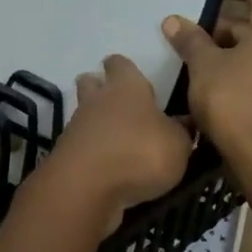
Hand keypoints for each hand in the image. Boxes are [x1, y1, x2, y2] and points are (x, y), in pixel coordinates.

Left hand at [40, 55, 192, 229]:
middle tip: (121, 104)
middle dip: (101, 88)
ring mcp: (77, 127)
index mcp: (126, 86)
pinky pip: (81, 145)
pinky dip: (92, 152)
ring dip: (97, 124)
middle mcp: (98, 100)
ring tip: (120, 141)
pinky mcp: (67, 154)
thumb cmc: (139, 152)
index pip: (120, 64)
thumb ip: (182, 131)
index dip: (125, 68)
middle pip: (92, 83)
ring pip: (84, 115)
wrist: (87, 187)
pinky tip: (108, 167)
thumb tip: (184, 122)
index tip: (135, 76)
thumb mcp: (178, 144)